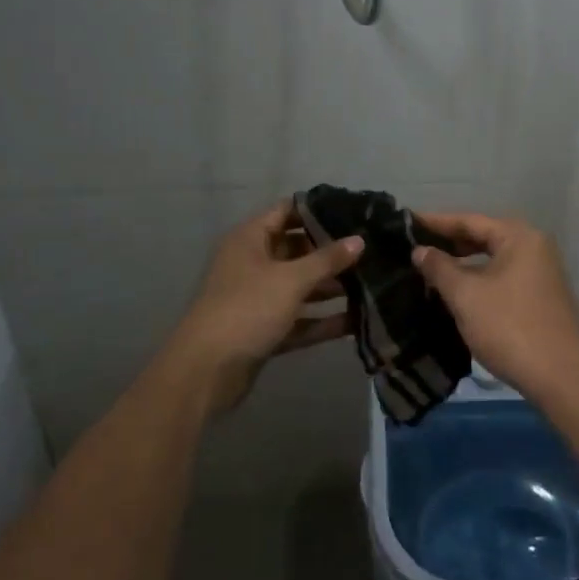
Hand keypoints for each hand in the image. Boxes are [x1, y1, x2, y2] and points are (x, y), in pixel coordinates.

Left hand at [163, 200, 363, 414]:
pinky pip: (298, 318)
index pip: (286, 211)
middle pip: (296, 249)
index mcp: (250, 239)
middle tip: (370, 250)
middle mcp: (252, 263)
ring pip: (299, 286)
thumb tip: (359, 239)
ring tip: (371, 284)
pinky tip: (356, 322)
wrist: (206, 371)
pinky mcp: (264, 329)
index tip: (353, 210)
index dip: (317, 208)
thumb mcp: (291, 279)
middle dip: (330, 252)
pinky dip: (322, 320)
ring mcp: (258, 298)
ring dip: (330, 287)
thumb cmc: (247, 308)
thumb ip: (327, 259)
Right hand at [410, 212, 578, 402]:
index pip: (469, 220)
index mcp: (519, 237)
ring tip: (429, 269)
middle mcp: (534, 247)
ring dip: (462, 264)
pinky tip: (456, 292)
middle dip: (449, 243)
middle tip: (414, 247)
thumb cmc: (509, 327)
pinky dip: (478, 279)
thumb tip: (420, 250)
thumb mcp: (466, 295)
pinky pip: (502, 277)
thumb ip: (439, 268)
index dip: (435, 222)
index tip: (406, 223)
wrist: (561, 378)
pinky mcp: (541, 298)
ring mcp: (541, 274)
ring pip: (492, 259)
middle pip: (483, 236)